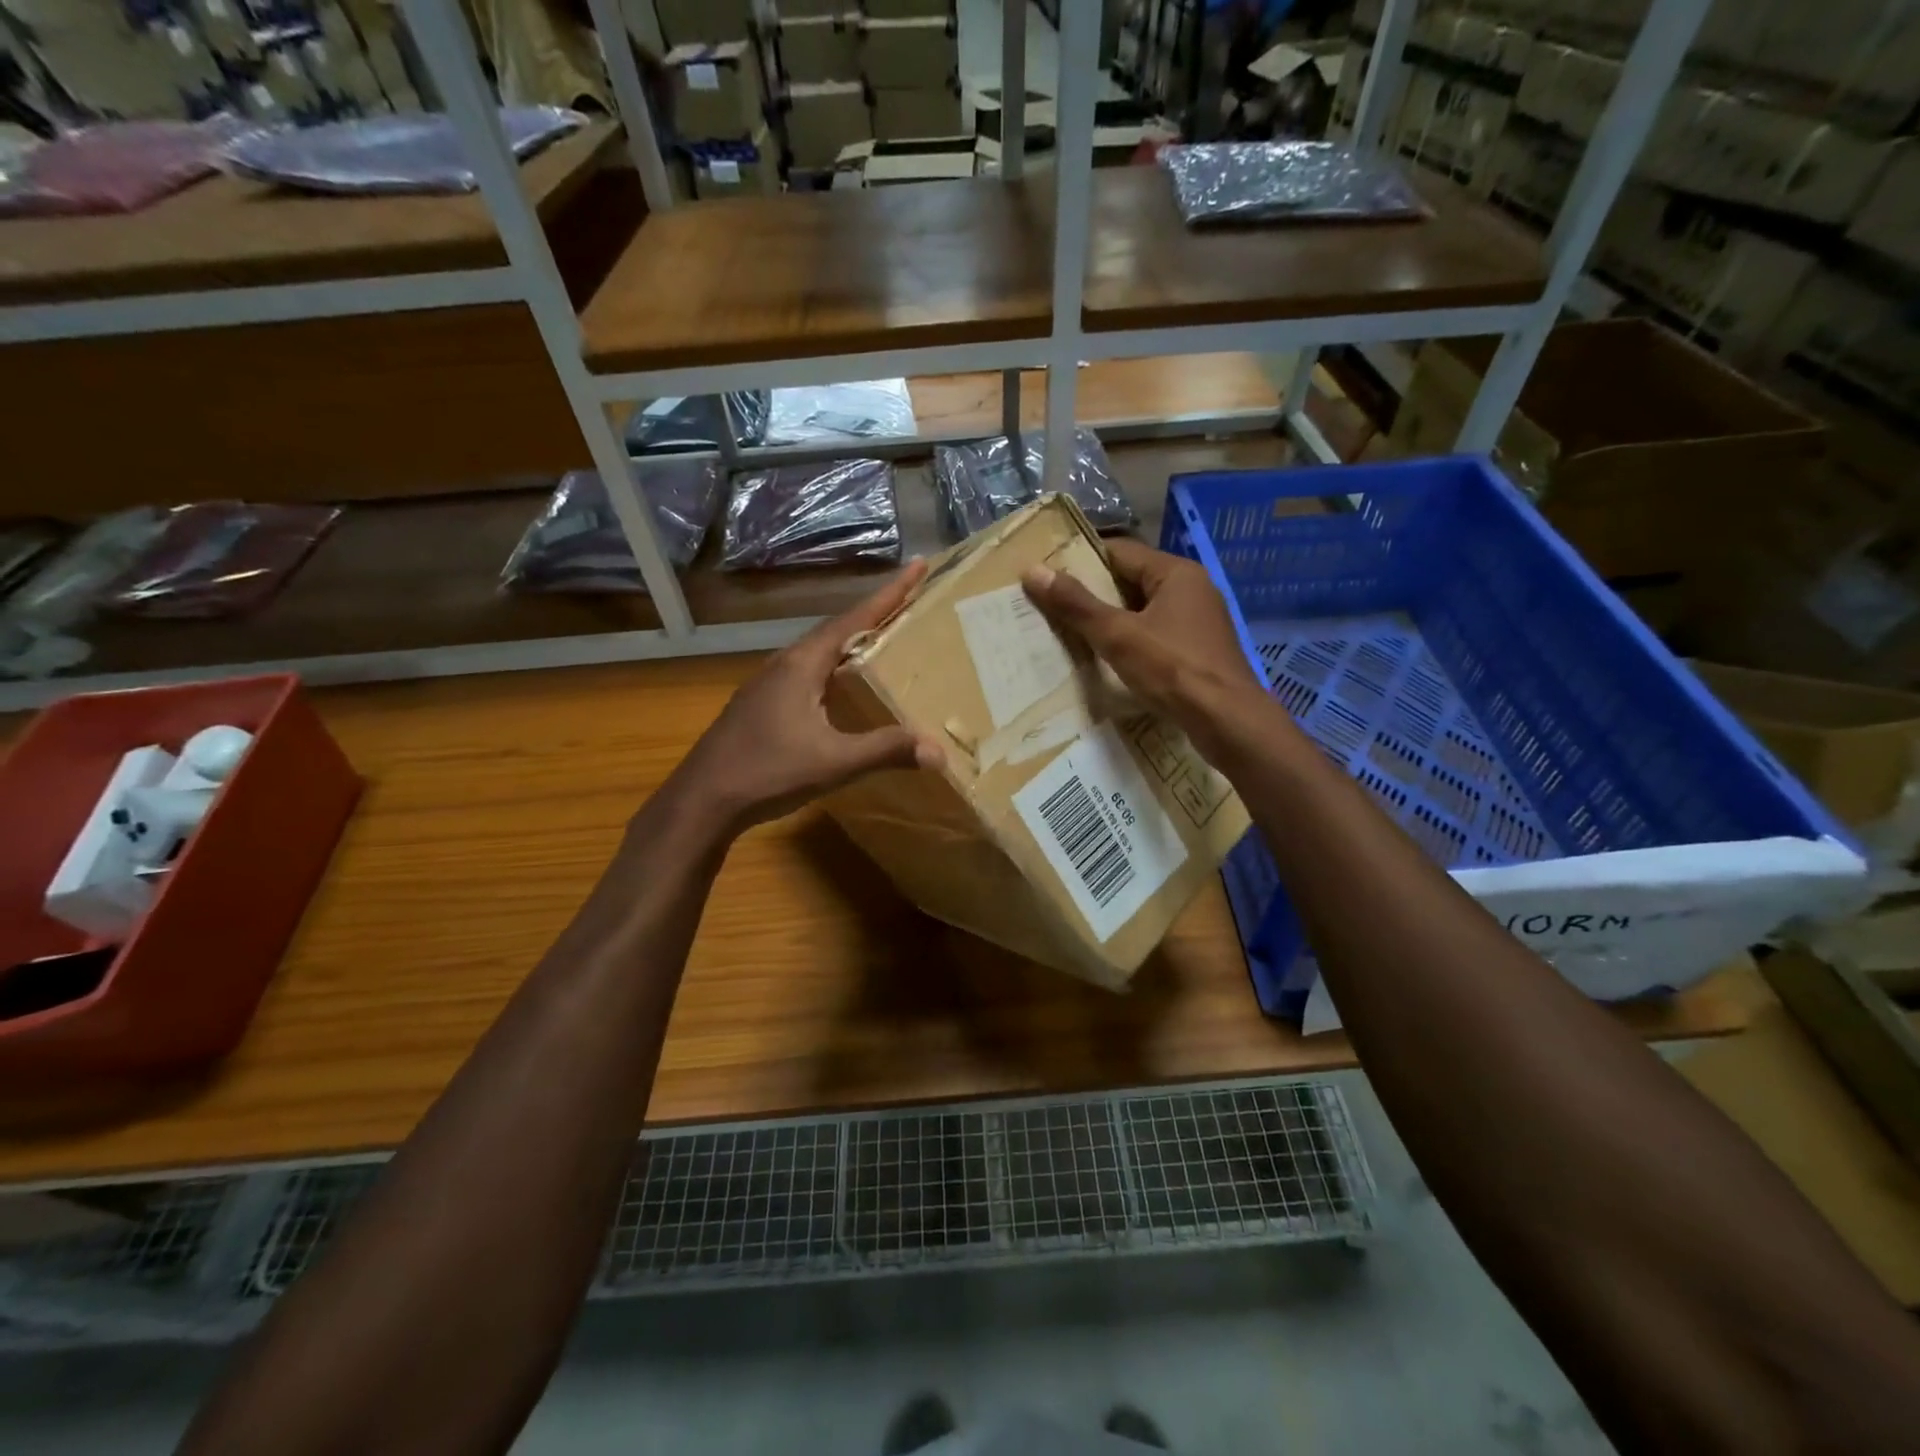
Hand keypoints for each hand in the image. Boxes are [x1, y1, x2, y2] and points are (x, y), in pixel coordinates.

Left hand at [672, 561, 941, 834]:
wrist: (703, 799)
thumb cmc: (767, 772)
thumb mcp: (834, 762)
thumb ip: (885, 751)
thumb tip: (937, 751)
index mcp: (803, 664)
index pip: (854, 619)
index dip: (889, 593)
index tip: (918, 566)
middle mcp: (784, 664)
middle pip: (837, 630)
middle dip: (874, 615)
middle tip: (909, 604)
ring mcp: (767, 684)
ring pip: (819, 652)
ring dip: (852, 642)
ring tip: (883, 641)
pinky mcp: (760, 705)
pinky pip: (807, 673)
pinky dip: (835, 669)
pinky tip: (842, 688)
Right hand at [1022, 540, 1264, 753]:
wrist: (1227, 722)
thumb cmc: (1173, 669)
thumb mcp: (1117, 635)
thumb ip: (1076, 604)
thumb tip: (1033, 571)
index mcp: (1176, 573)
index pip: (1120, 552)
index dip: (1081, 560)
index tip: (1048, 574)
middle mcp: (1191, 589)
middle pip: (1131, 581)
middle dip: (1092, 594)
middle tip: (1051, 606)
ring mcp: (1198, 622)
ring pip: (1143, 611)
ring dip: (1110, 621)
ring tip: (1069, 633)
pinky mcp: (1198, 651)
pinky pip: (1155, 636)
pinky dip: (1130, 642)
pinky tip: (1107, 660)